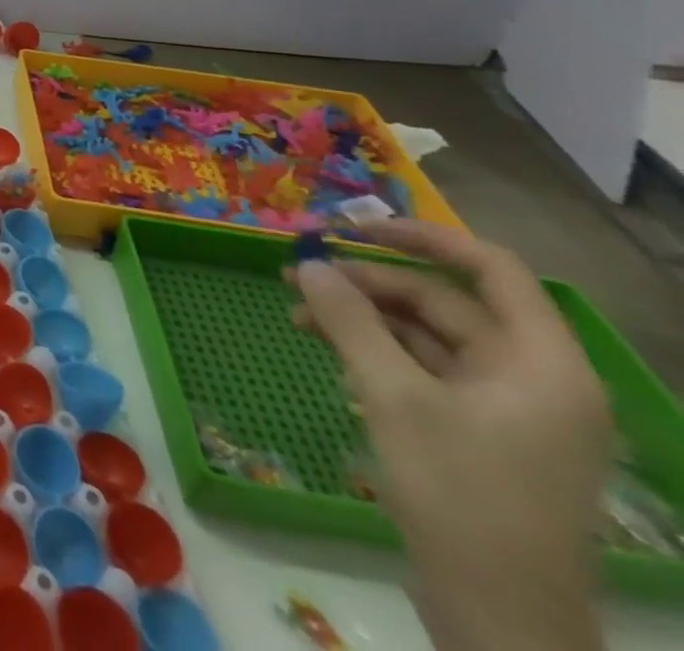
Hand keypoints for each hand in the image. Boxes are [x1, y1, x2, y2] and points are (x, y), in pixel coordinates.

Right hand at [291, 219, 609, 650]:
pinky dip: (373, 350)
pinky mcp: (479, 433)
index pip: (492, 269)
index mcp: (542, 364)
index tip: (352, 226)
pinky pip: (422, 369)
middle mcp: (533, 377)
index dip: (422, 236)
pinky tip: (326, 348)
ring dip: (361, 316)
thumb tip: (310, 262)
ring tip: (296, 311)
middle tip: (298, 274)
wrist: (499, 619)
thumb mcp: (394, 398)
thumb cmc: (460, 496)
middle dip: (368, 283)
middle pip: (445, 302)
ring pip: (426, 335)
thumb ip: (350, 321)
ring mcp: (507, 409)